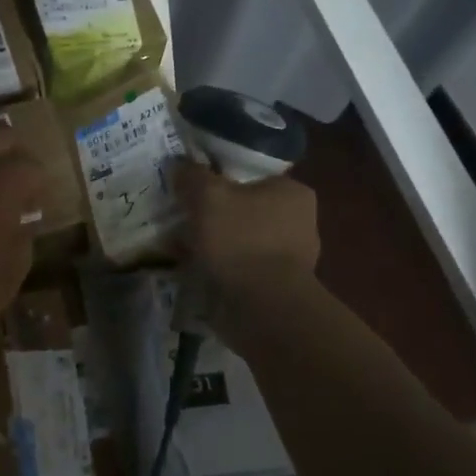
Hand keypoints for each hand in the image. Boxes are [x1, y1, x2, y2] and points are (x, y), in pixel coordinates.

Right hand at [173, 158, 319, 290]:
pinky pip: (238, 269)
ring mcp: (288, 258)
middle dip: (212, 216)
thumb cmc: (241, 241)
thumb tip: (181, 166)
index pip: (251, 175)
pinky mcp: (274, 287)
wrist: (264, 308)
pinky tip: (191, 271)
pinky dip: (216, 268)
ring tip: (178, 247)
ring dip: (211, 244)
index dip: (218, 178)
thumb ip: (192, 176)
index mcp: (292, 192)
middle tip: (181, 219)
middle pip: (242, 209)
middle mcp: (298, 222)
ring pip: (237, 240)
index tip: (192, 189)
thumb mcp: (208, 196)